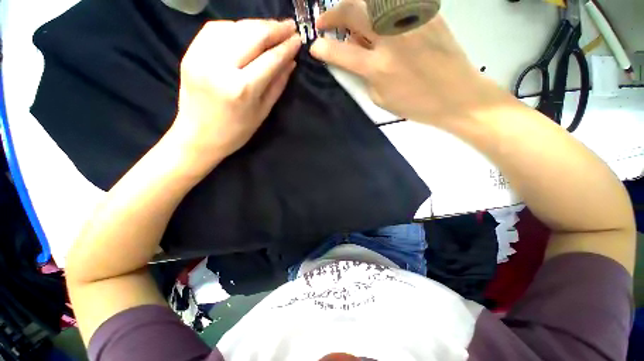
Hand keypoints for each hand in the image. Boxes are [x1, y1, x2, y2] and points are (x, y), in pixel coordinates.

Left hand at [169, 19, 300, 167]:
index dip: (286, 47)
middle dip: (274, 28)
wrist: (197, 136)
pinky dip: (235, 27)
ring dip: (256, 25)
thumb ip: (277, 85)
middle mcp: (220, 66)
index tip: (298, 39)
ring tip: (271, 29)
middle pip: (252, 35)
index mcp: (242, 89)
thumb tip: (291, 63)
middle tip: (290, 26)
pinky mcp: (190, 52)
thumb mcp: (262, 112)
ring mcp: (201, 56)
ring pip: (234, 27)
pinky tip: (246, 32)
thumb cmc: (235, 131)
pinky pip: (215, 29)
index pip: (270, 59)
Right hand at [310, 0, 506, 123]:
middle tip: (324, 21)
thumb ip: (364, 74)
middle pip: (354, 9)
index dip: (323, 48)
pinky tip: (378, 19)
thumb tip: (355, 51)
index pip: (341, 52)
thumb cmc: (416, 104)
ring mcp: (410, 20)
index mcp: (379, 68)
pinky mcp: (426, 12)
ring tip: (351, 20)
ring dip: (355, 6)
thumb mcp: (381, 98)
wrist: (457, 95)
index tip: (314, 46)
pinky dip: (379, 8)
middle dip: (333, 13)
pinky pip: (395, 2)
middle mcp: (392, 38)